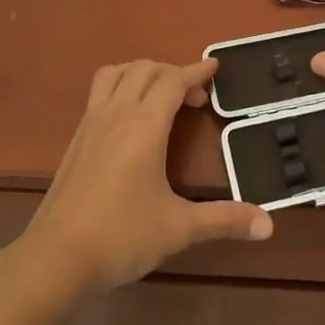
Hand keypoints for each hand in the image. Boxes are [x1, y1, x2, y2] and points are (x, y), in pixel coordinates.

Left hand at [18, 58, 272, 302]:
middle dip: (173, 73)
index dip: (196, 71)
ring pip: (114, 74)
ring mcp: (90, 125)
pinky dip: (120, 89)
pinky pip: (99, 94)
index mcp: (143, 124)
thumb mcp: (179, 228)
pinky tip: (130, 123)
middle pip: (144, 69)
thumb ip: (224, 220)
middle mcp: (116, 114)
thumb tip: (269, 225)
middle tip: (195, 98)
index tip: (215, 66)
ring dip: (141, 73)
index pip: (172, 81)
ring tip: (160, 97)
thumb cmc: (122, 236)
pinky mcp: (75, 141)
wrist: (56, 258)